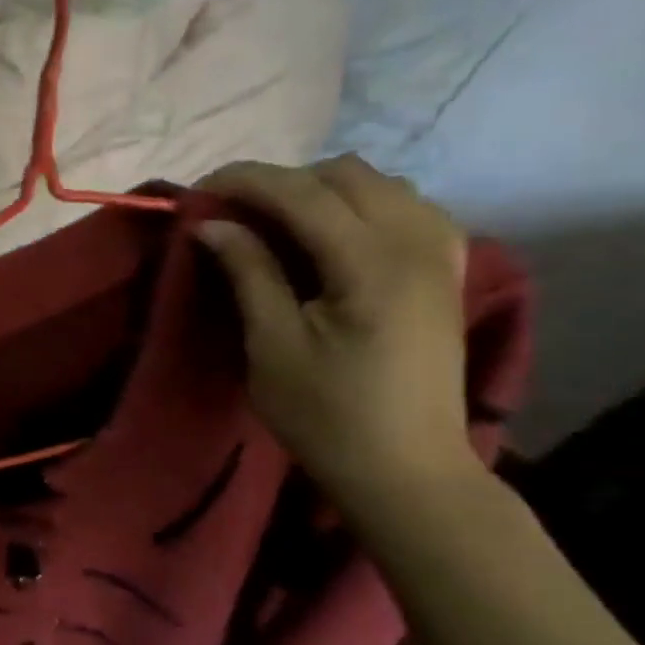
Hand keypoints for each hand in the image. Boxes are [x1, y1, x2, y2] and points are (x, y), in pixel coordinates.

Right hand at [194, 156, 479, 511]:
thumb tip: (211, 224)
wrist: (406, 470)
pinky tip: (334, 236)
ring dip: (322, 190)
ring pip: (381, 183)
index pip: (303, 192)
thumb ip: (249, 272)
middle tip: (234, 213)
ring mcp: (441, 256)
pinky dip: (361, 205)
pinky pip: (407, 207)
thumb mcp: (272, 346)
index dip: (244, 181)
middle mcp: (417, 244)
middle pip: (345, 174)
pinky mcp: (446, 272)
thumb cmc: (327, 415)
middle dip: (281, 181)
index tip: (197, 192)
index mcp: (372, 265)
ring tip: (279, 222)